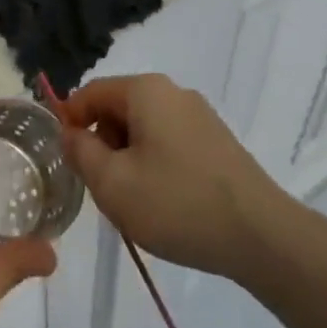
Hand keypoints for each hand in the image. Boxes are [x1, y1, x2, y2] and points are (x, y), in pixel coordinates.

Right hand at [53, 74, 290, 279]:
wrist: (262, 237)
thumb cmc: (177, 203)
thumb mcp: (112, 183)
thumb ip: (81, 152)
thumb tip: (70, 133)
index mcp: (146, 91)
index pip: (91, 92)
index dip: (70, 120)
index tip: (64, 157)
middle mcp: (174, 92)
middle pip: (119, 108)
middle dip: (102, 142)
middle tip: (99, 185)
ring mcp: (200, 116)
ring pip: (144, 128)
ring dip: (128, 157)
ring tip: (133, 200)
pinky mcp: (218, 142)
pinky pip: (170, 142)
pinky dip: (155, 164)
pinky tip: (164, 202)